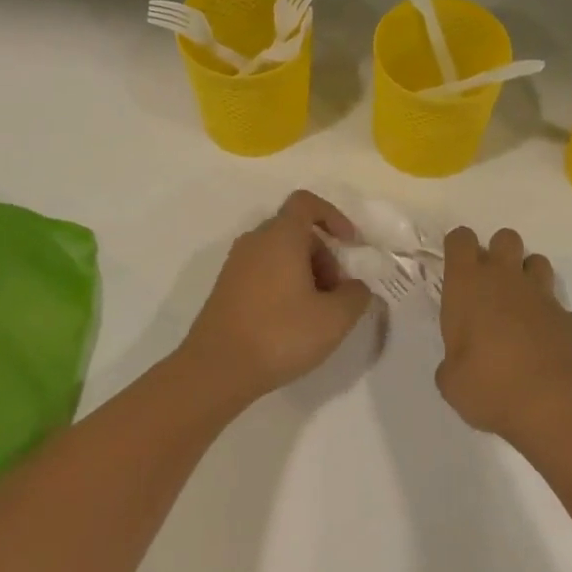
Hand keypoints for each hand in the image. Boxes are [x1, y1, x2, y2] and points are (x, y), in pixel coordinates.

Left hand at [182, 190, 372, 405]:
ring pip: (280, 253)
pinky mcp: (226, 287)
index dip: (334, 216)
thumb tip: (355, 287)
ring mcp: (236, 264)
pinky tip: (291, 322)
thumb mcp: (334, 319)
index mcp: (280, 235)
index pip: (306, 203)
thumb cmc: (280, 334)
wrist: (216, 369)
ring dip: (305, 273)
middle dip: (324, 256)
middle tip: (336, 294)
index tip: (350, 244)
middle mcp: (255, 240)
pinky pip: (263, 271)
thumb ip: (356, 295)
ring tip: (316, 313)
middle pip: (296, 232)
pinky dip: (283, 285)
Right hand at [436, 227, 571, 448]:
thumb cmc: (489, 385)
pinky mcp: (569, 318)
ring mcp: (542, 296)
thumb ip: (452, 364)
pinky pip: (558, 306)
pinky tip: (543, 341)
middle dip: (498, 253)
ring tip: (518, 307)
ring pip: (537, 261)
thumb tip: (457, 367)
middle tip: (489, 286)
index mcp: (468, 285)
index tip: (457, 269)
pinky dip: (550, 317)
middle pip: (505, 237)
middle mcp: (505, 279)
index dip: (458, 247)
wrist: (554, 403)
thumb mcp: (452, 381)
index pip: (461, 239)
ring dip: (527, 276)